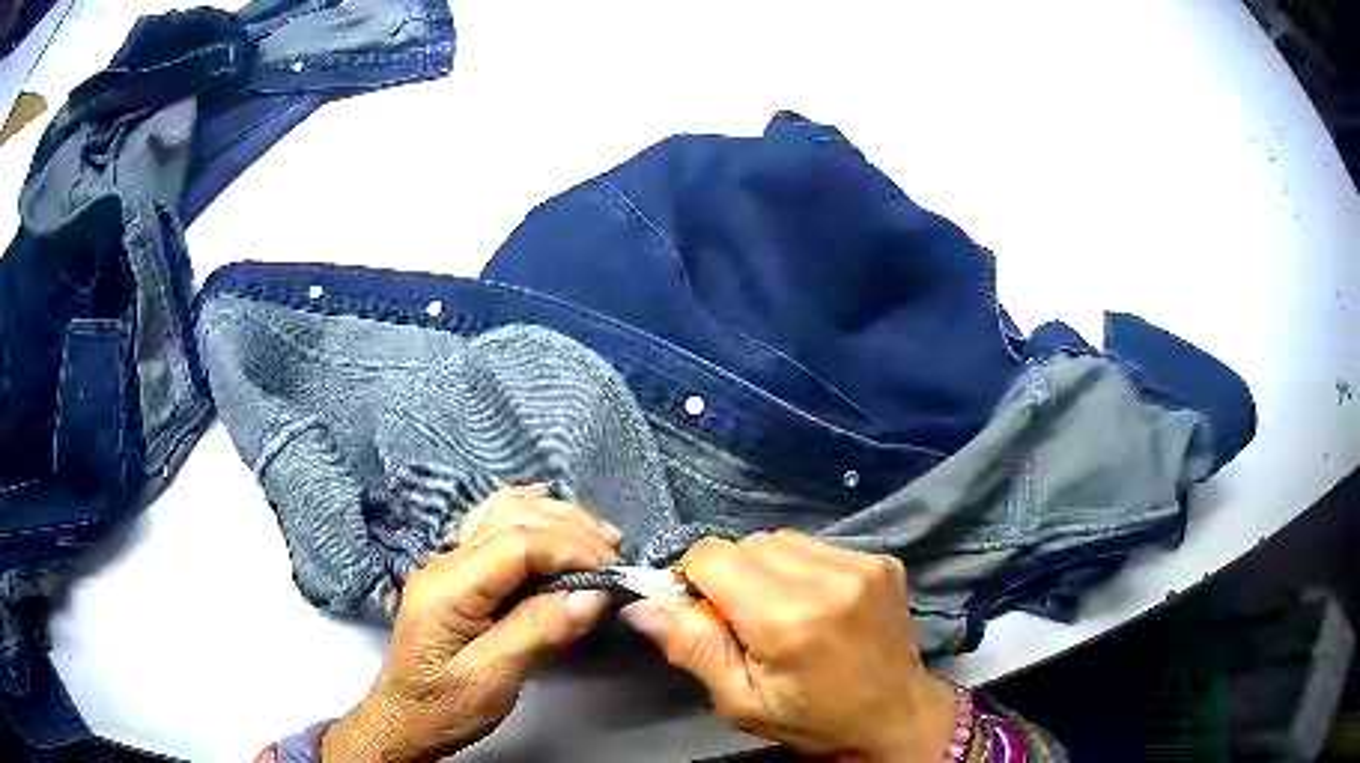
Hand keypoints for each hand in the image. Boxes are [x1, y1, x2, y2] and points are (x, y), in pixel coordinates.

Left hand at [322, 485, 621, 762]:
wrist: (405, 720)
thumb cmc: (443, 706)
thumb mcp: (491, 679)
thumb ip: (538, 631)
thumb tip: (594, 594)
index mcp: (449, 586)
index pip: (517, 543)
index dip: (571, 548)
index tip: (611, 573)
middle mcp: (445, 562)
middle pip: (514, 520)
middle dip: (571, 532)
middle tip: (616, 559)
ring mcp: (448, 563)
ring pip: (504, 515)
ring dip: (557, 520)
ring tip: (602, 538)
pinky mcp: (457, 574)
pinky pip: (491, 525)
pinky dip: (524, 510)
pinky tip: (544, 500)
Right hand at [621, 531, 956, 761]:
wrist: (897, 715)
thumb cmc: (813, 719)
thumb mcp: (742, 701)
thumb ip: (691, 648)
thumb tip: (641, 605)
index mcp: (787, 618)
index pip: (713, 555)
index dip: (694, 578)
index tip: (704, 612)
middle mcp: (827, 578)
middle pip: (748, 543)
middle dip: (732, 575)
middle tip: (745, 620)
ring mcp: (861, 563)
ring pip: (783, 539)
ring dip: (768, 569)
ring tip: (784, 611)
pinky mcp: (882, 559)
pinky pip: (819, 546)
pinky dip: (803, 568)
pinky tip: (817, 603)